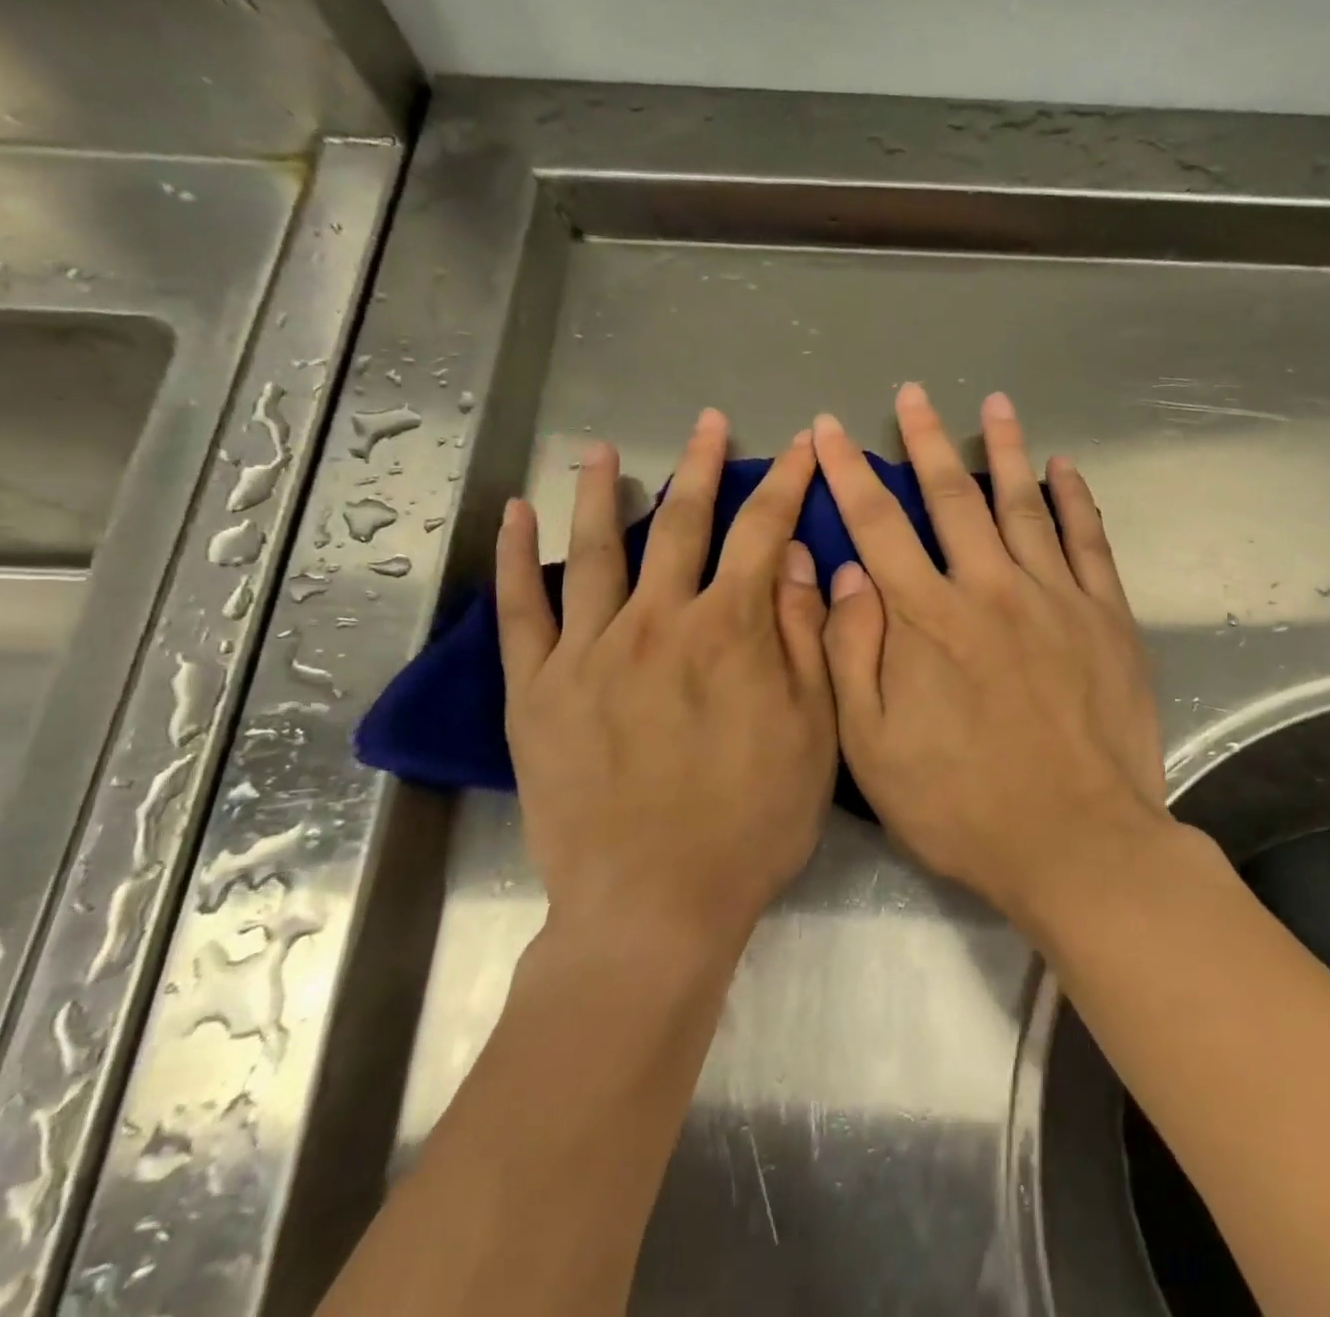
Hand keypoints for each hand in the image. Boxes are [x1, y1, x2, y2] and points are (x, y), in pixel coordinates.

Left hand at [494, 410, 835, 946]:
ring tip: (603, 450)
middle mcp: (657, 622)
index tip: (801, 447)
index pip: (764, 533)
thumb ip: (805, 639)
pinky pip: (521, 609)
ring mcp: (587, 651)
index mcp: (730, 632)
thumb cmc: (751, 824)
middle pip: (682, 524)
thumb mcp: (813, 734)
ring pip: (595, 549)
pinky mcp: (535, 690)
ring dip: (603, 492)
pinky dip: (516, 557)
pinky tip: (516, 516)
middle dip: (703, 467)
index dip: (787, 484)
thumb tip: (799, 560)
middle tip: (710, 424)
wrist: (654, 905)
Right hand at [812, 385, 1168, 922]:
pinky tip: (1063, 468)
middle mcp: (988, 590)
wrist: (1076, 845)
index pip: (877, 526)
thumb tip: (844, 575)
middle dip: (924, 441)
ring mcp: (1054, 599)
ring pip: (1022, 505)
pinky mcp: (1105, 618)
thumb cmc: (961, 806)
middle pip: (951, 498)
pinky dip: (1074, 500)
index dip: (849, 473)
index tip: (830, 430)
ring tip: (993, 404)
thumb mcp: (873, 748)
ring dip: (1003, 450)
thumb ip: (852, 655)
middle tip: (912, 394)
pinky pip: (1088, 542)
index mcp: (926, 620)